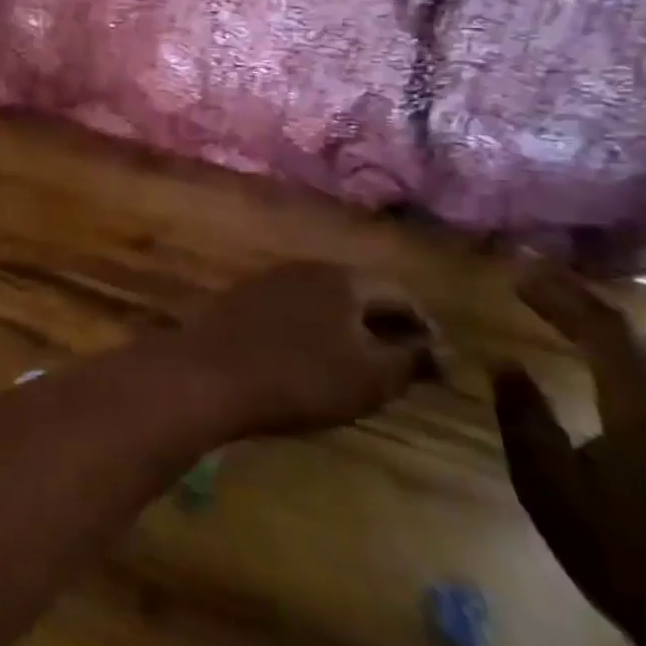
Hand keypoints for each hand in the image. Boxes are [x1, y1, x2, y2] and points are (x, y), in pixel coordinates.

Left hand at [176, 262, 436, 436]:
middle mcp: (305, 268)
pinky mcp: (240, 300)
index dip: (426, 330)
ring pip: (324, 302)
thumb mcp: (370, 378)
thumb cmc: (299, 377)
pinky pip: (292, 311)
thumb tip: (435, 350)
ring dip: (346, 329)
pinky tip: (308, 361)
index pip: (401, 293)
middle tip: (401, 368)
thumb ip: (409, 360)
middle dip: (385, 327)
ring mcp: (268, 280)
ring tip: (358, 368)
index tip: (438, 368)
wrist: (208, 374)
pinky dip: (311, 332)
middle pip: (359, 293)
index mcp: (343, 278)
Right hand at [493, 269, 645, 645]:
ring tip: (576, 322)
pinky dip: (641, 366)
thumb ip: (524, 416)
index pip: (602, 328)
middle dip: (587, 307)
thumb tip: (503, 362)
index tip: (518, 270)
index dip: (560, 294)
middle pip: (640, 340)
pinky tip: (623, 382)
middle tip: (539, 286)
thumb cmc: (627, 556)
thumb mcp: (549, 485)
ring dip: (618, 336)